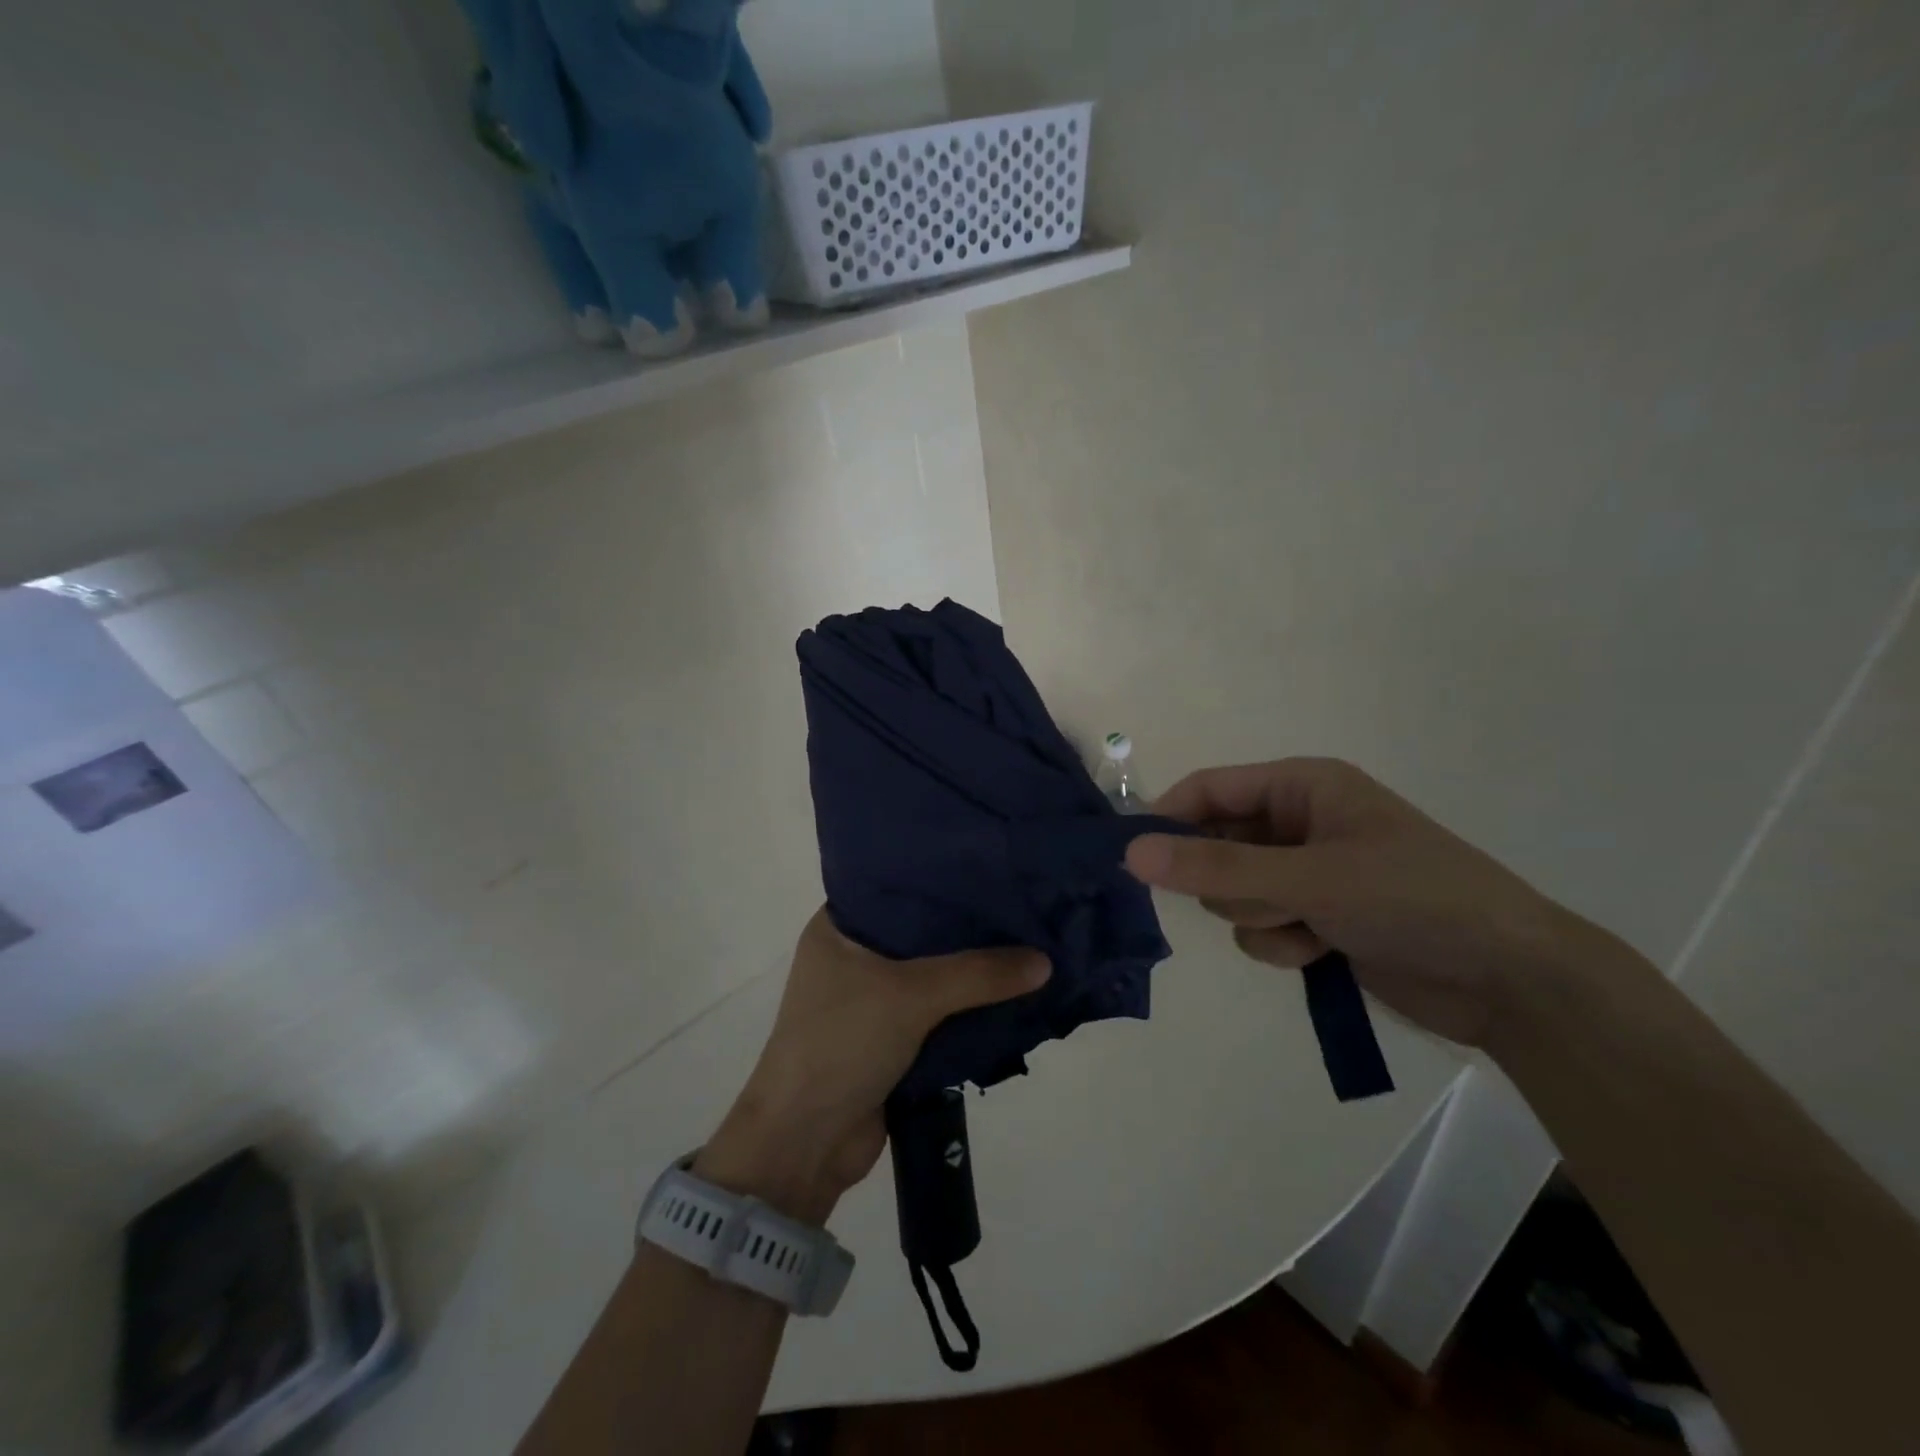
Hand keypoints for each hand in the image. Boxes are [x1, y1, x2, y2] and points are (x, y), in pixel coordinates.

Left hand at [696, 910, 1050, 1221]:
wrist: (805, 1144)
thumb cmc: (842, 1044)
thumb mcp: (910, 996)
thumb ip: (978, 974)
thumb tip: (1045, 961)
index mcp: (839, 927)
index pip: (899, 885)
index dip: (944, 876)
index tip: (992, 864)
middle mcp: (854, 955)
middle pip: (923, 931)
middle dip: (968, 927)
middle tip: (1023, 903)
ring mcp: (872, 997)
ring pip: (934, 973)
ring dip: (974, 971)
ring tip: (1030, 941)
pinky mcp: (891, 1036)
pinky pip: (939, 1011)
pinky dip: (969, 1006)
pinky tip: (1013, 991)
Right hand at [1124, 758, 1594, 1047]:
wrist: (1510, 980)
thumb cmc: (1413, 900)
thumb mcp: (1309, 879)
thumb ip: (1216, 869)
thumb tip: (1131, 853)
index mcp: (1302, 786)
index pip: (1208, 790)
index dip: (1168, 819)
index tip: (1133, 858)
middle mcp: (1299, 823)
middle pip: (1216, 844)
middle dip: (1230, 882)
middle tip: (1265, 900)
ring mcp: (1307, 873)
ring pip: (1234, 893)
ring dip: (1261, 917)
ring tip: (1309, 928)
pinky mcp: (1316, 917)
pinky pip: (1260, 927)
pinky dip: (1282, 943)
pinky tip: (1322, 953)